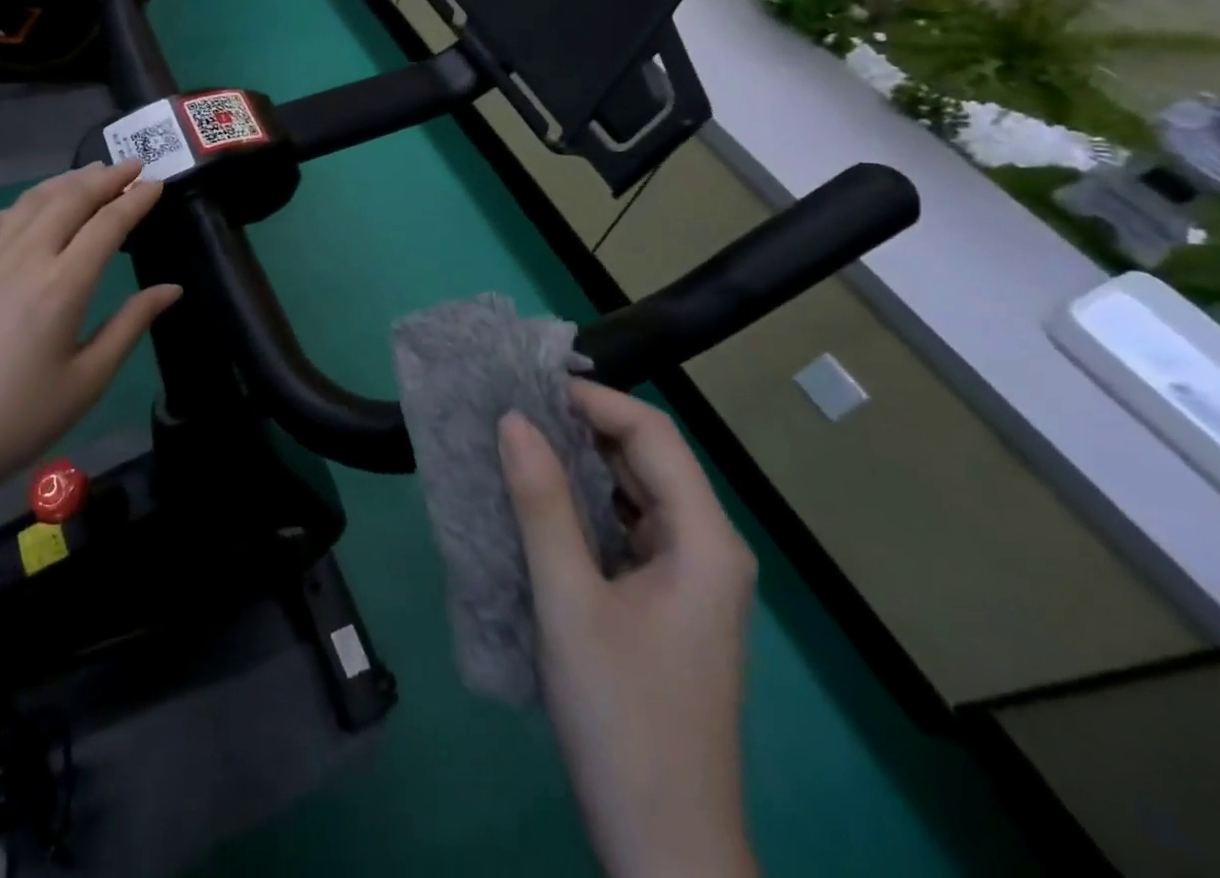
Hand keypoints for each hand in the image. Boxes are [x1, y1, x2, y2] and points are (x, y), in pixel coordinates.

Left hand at [0, 161, 182, 521]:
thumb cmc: (17, 419)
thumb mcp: (87, 380)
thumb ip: (131, 324)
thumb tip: (172, 289)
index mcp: (63, 285)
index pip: (107, 225)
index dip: (136, 200)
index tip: (157, 184)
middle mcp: (25, 259)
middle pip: (69, 201)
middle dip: (105, 179)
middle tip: (132, 166)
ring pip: (29, 204)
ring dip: (64, 183)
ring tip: (89, 174)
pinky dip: (17, 207)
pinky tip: (25, 211)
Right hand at [499, 381, 758, 877]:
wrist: (664, 847)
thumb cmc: (622, 716)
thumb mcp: (569, 600)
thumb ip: (542, 503)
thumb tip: (512, 420)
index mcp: (704, 540)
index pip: (653, 435)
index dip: (594, 401)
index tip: (530, 388)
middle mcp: (707, 549)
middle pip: (648, 460)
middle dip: (583, 429)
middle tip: (514, 411)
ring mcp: (690, 580)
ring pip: (635, 496)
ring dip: (581, 468)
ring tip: (518, 445)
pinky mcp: (667, 605)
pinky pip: (626, 531)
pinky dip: (585, 508)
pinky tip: (540, 506)